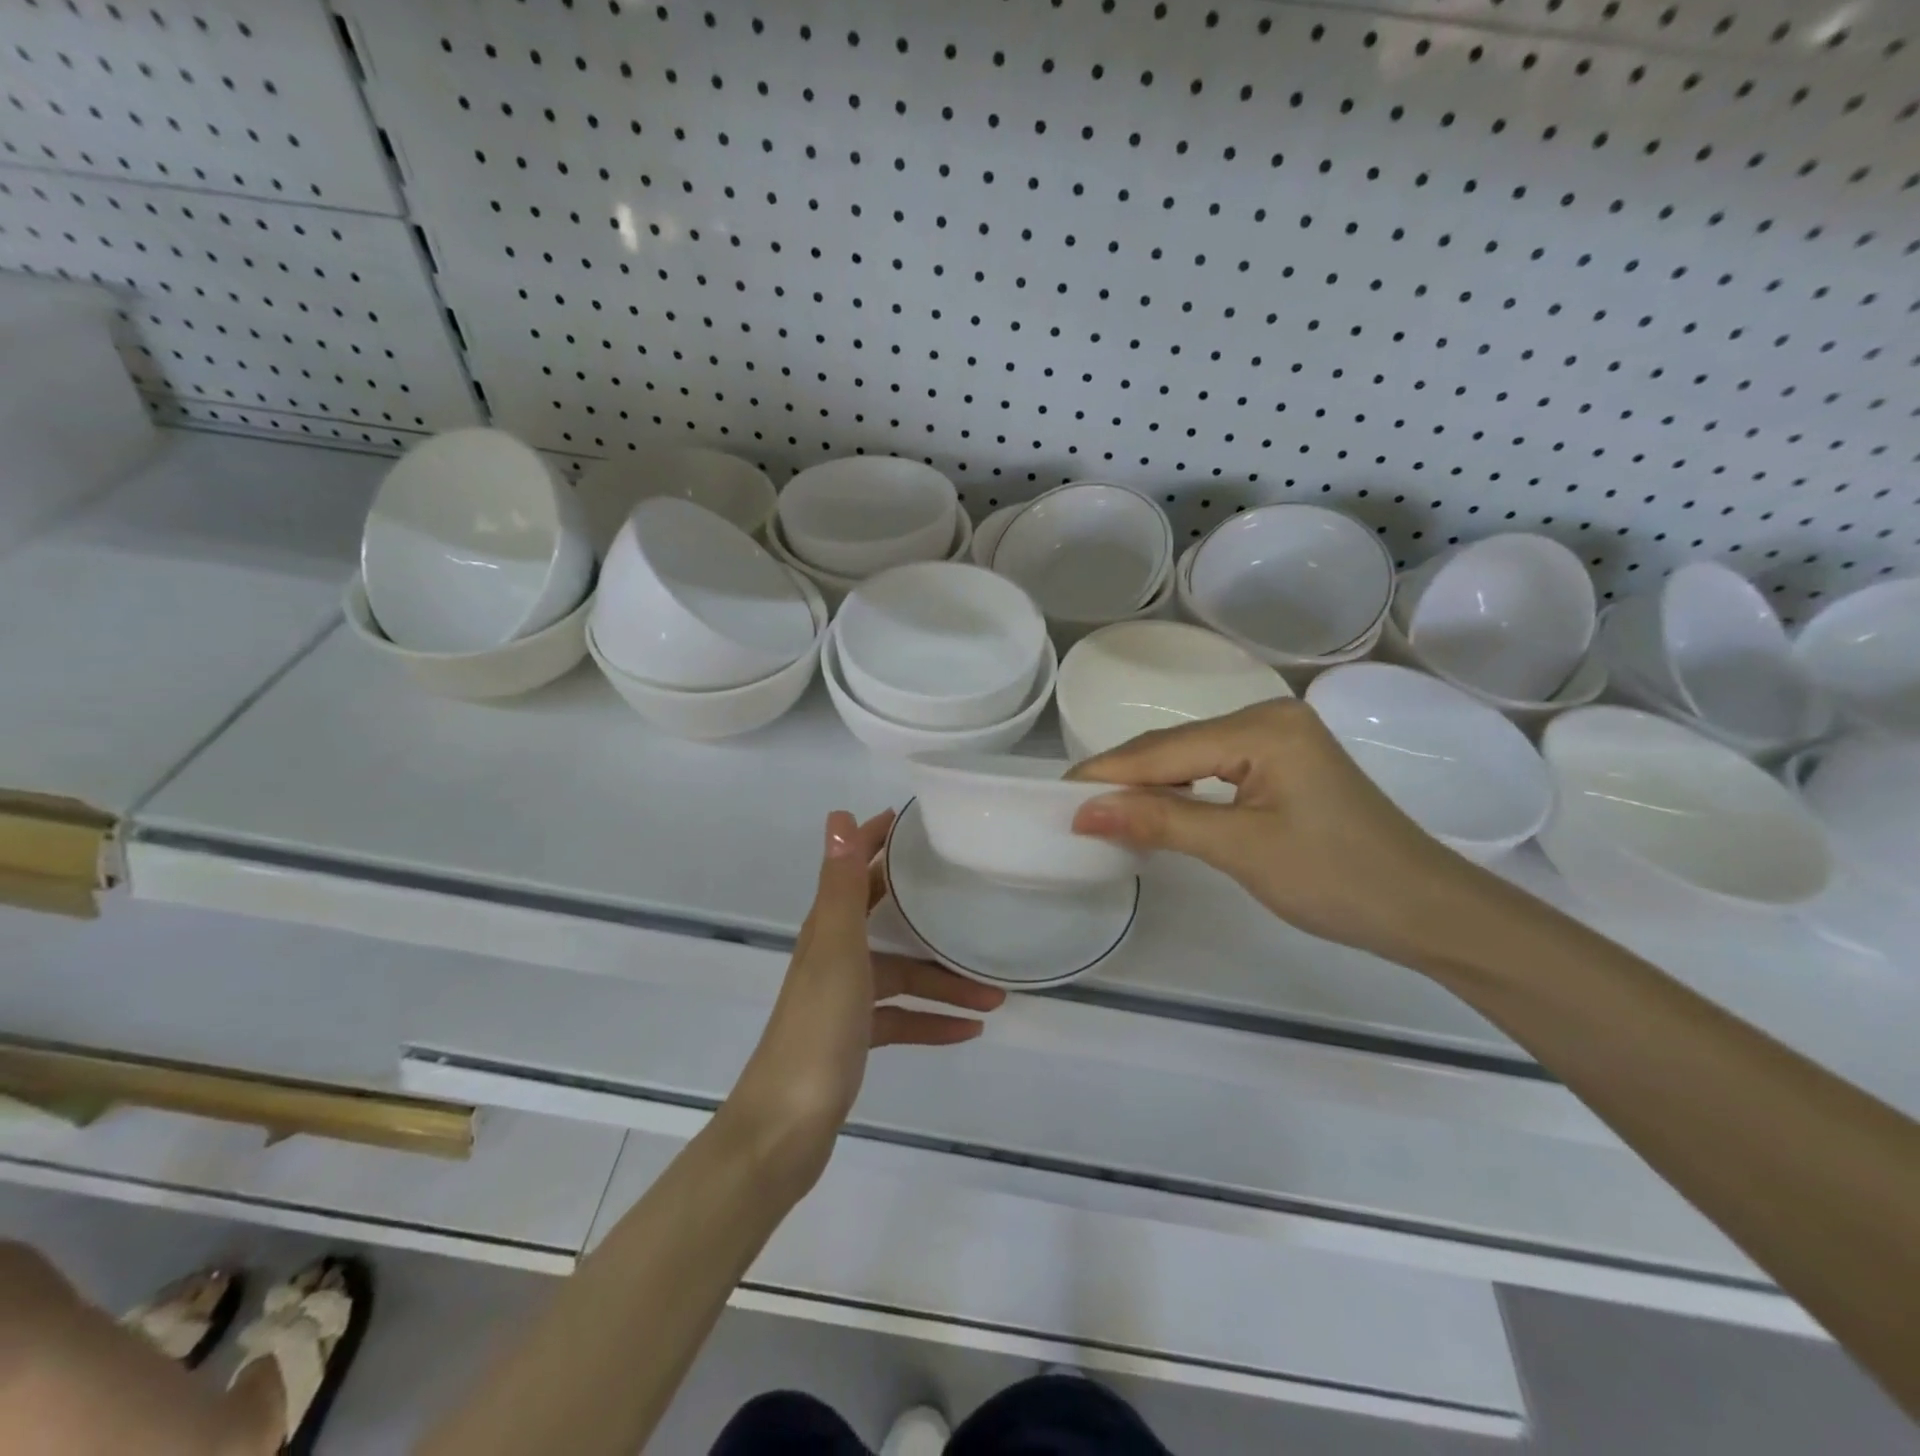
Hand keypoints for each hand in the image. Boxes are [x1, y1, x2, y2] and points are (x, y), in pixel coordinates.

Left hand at [725, 809, 1005, 1184]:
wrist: (786, 1128)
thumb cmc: (817, 1029)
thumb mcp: (835, 949)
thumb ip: (840, 885)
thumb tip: (838, 815)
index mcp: (828, 930)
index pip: (855, 871)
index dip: (878, 842)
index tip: (916, 823)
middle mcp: (835, 956)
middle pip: (886, 920)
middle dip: (927, 911)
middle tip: (973, 899)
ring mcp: (845, 1000)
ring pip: (904, 977)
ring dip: (945, 982)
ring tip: (995, 993)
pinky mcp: (855, 1039)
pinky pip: (903, 1020)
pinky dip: (933, 1021)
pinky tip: (970, 1029)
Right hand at [1068, 700, 1488, 964]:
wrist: (1427, 911)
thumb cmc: (1337, 879)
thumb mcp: (1240, 849)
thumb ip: (1160, 822)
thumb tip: (1084, 811)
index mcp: (1262, 727)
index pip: (1164, 750)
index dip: (1107, 774)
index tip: (1056, 796)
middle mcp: (1268, 717)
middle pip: (1174, 748)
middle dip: (1124, 779)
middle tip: (1072, 810)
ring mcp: (1279, 739)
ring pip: (1191, 758)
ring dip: (1149, 787)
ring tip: (1103, 813)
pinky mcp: (1284, 764)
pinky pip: (1214, 771)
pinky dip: (1181, 793)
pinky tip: (1156, 811)